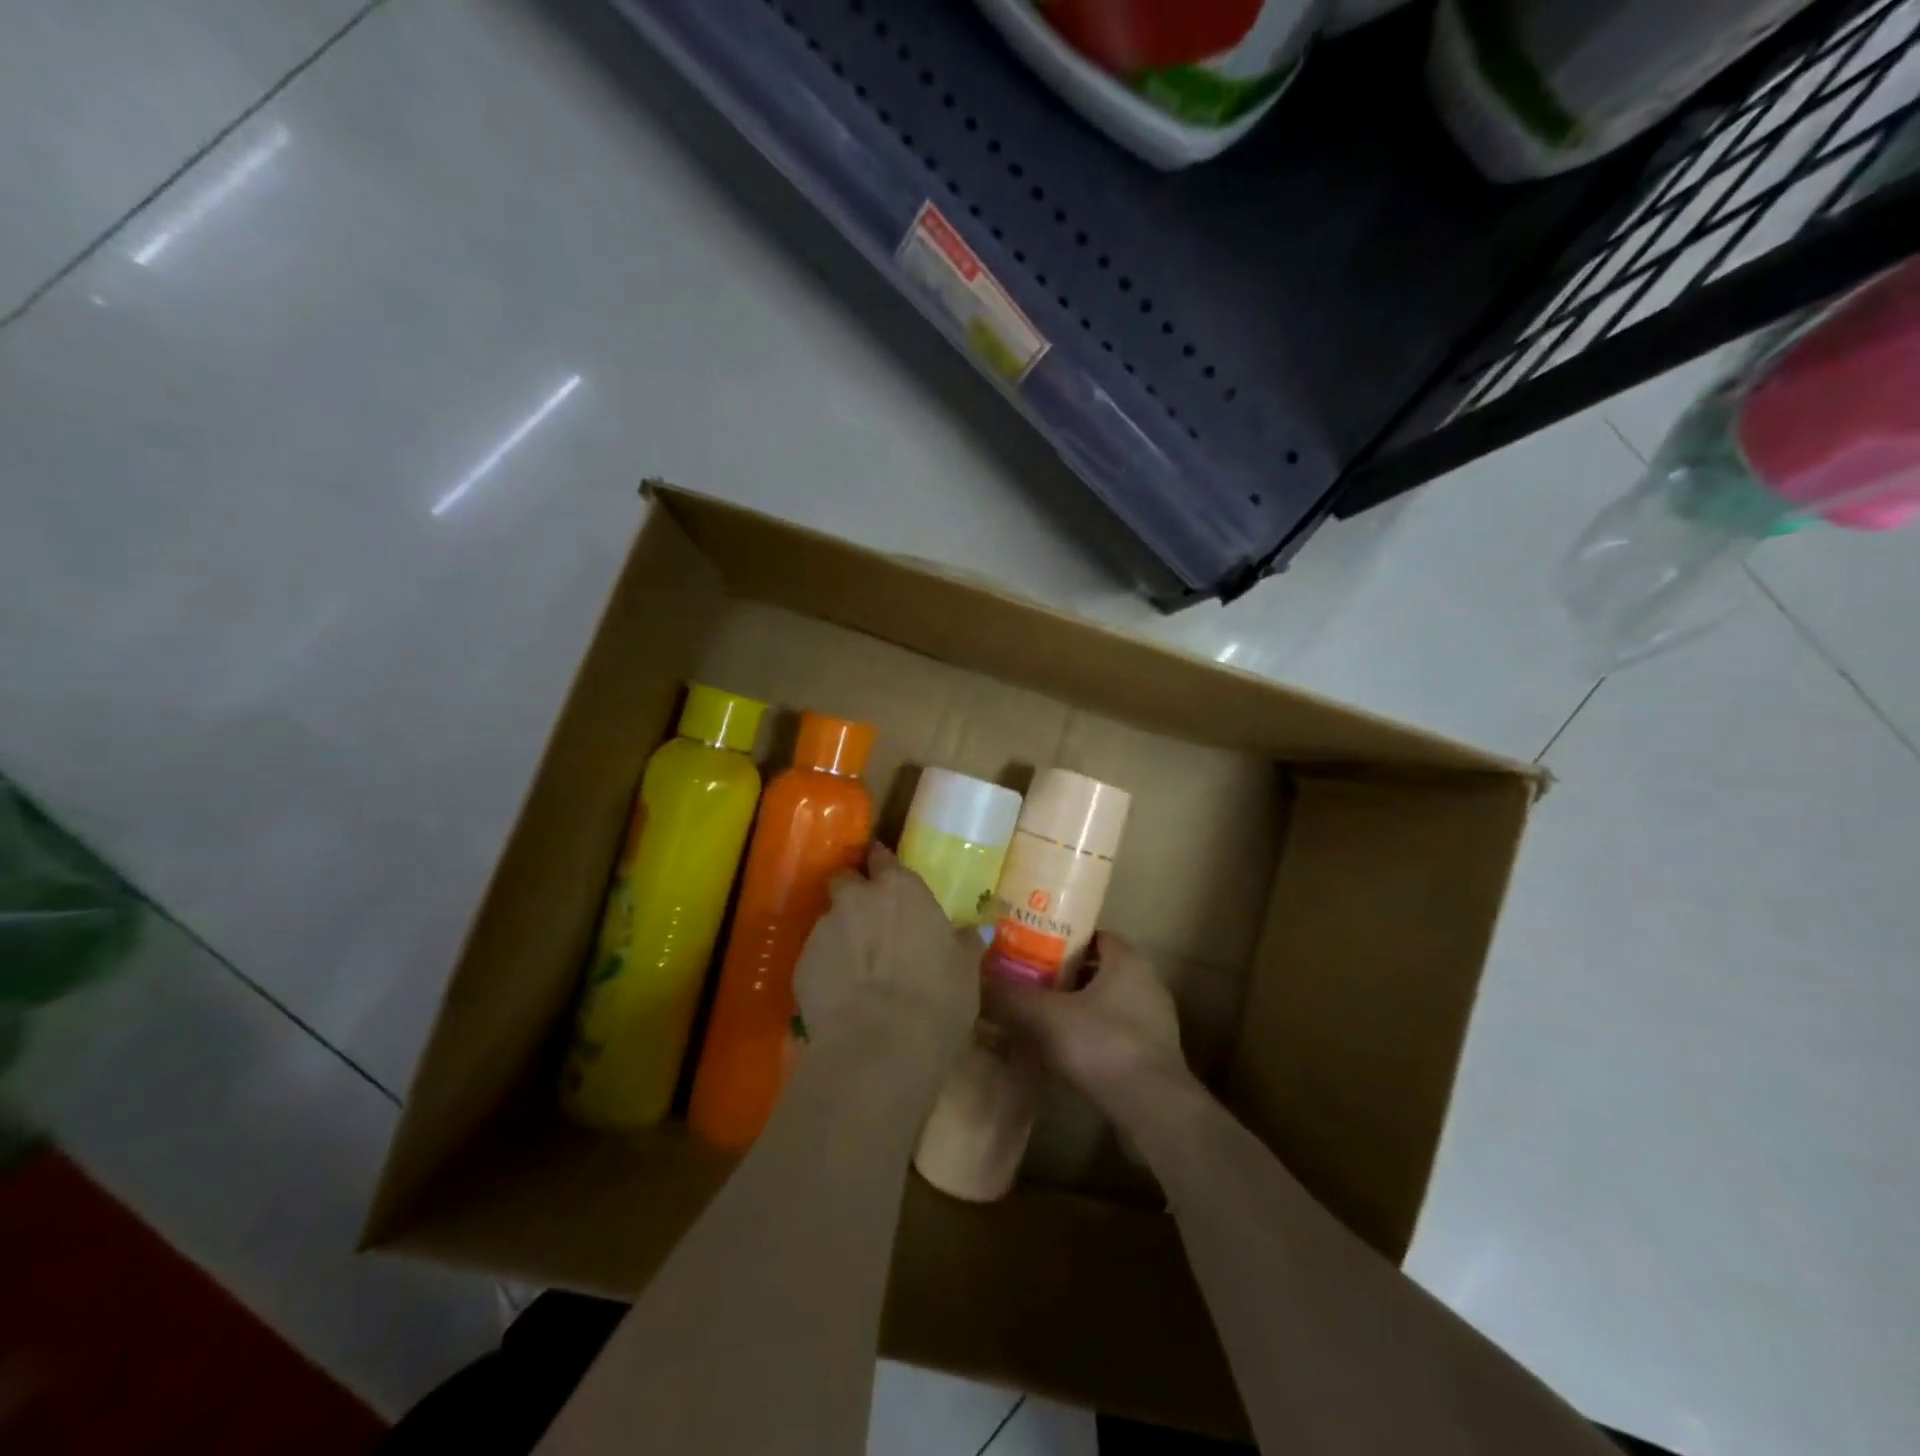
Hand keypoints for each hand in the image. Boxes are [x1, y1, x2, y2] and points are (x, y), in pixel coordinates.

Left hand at [794, 844, 982, 1054]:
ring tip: (857, 965)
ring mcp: (824, 929)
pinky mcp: (801, 964)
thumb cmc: (936, 999)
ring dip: (841, 932)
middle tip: (869, 916)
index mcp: (900, 889)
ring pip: (829, 919)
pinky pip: (816, 956)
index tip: (887, 876)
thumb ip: (964, 942)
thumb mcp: (965, 969)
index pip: (882, 856)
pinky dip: (827, 966)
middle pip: (844, 878)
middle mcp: (857, 898)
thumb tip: (972, 932)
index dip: (882, 864)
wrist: (878, 1047)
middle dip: (852, 890)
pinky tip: (841, 993)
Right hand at [984, 933, 1191, 1111]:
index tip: (1034, 950)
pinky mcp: (1156, 1054)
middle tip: (1032, 984)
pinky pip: (1118, 1032)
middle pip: (1099, 969)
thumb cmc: (1101, 1045)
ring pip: (1109, 1002)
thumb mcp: (1046, 1017)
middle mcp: (1147, 982)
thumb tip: (980, 979)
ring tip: (1044, 1020)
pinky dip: (1094, 1036)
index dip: (1063, 940)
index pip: (1094, 935)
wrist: (1152, 1107)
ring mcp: (1156, 1020)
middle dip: (1066, 976)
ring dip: (1080, 1008)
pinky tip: (1068, 1053)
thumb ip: (1012, 997)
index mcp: (1127, 961)